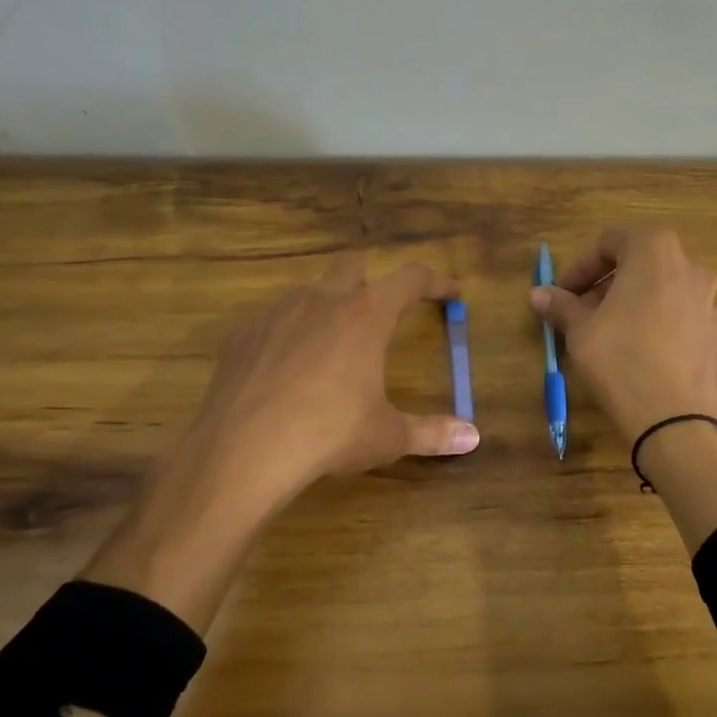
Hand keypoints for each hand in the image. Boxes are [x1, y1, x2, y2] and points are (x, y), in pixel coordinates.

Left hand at [185, 254, 479, 506]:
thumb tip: (473, 438)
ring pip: (309, 291)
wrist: (244, 450)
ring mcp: (277, 312)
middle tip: (381, 314)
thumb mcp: (387, 436)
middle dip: (372, 281)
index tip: (451, 292)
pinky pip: (273, 320)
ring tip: (331, 347)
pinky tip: (286, 369)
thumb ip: (432, 432)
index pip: (412, 278)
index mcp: (366, 315)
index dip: (437, 282)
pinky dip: (288, 334)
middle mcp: (322, 300)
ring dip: (327, 307)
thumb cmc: (328, 435)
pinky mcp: (242, 333)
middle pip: (353, 265)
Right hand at [531, 228, 716, 554]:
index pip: (610, 242)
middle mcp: (689, 266)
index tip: (562, 293)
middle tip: (579, 312)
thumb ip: (561, 305)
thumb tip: (538, 294)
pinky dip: (652, 320)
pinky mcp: (714, 331)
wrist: (674, 419)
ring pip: (658, 288)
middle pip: (638, 262)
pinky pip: (676, 313)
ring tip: (604, 332)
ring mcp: (707, 299)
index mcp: (655, 251)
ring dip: (628, 301)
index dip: (580, 266)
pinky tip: (634, 350)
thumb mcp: (580, 330)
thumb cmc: (620, 359)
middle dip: (604, 283)